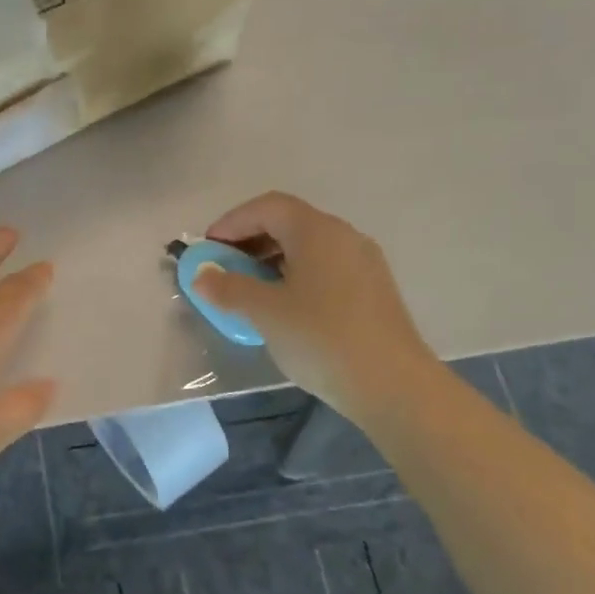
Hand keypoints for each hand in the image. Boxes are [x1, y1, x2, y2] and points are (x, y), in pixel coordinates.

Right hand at [192, 192, 435, 416]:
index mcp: (317, 231)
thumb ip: (228, 288)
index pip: (267, 207)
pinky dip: (295, 274)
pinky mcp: (373, 289)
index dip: (231, 222)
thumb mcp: (265, 312)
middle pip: (288, 222)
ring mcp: (363, 262)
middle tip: (223, 267)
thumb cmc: (321, 339)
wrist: (393, 386)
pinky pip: (325, 267)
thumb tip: (201, 276)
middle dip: (250, 240)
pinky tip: (284, 306)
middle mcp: (344, 236)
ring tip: (248, 288)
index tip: (207, 248)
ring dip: (271, 258)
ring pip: (308, 246)